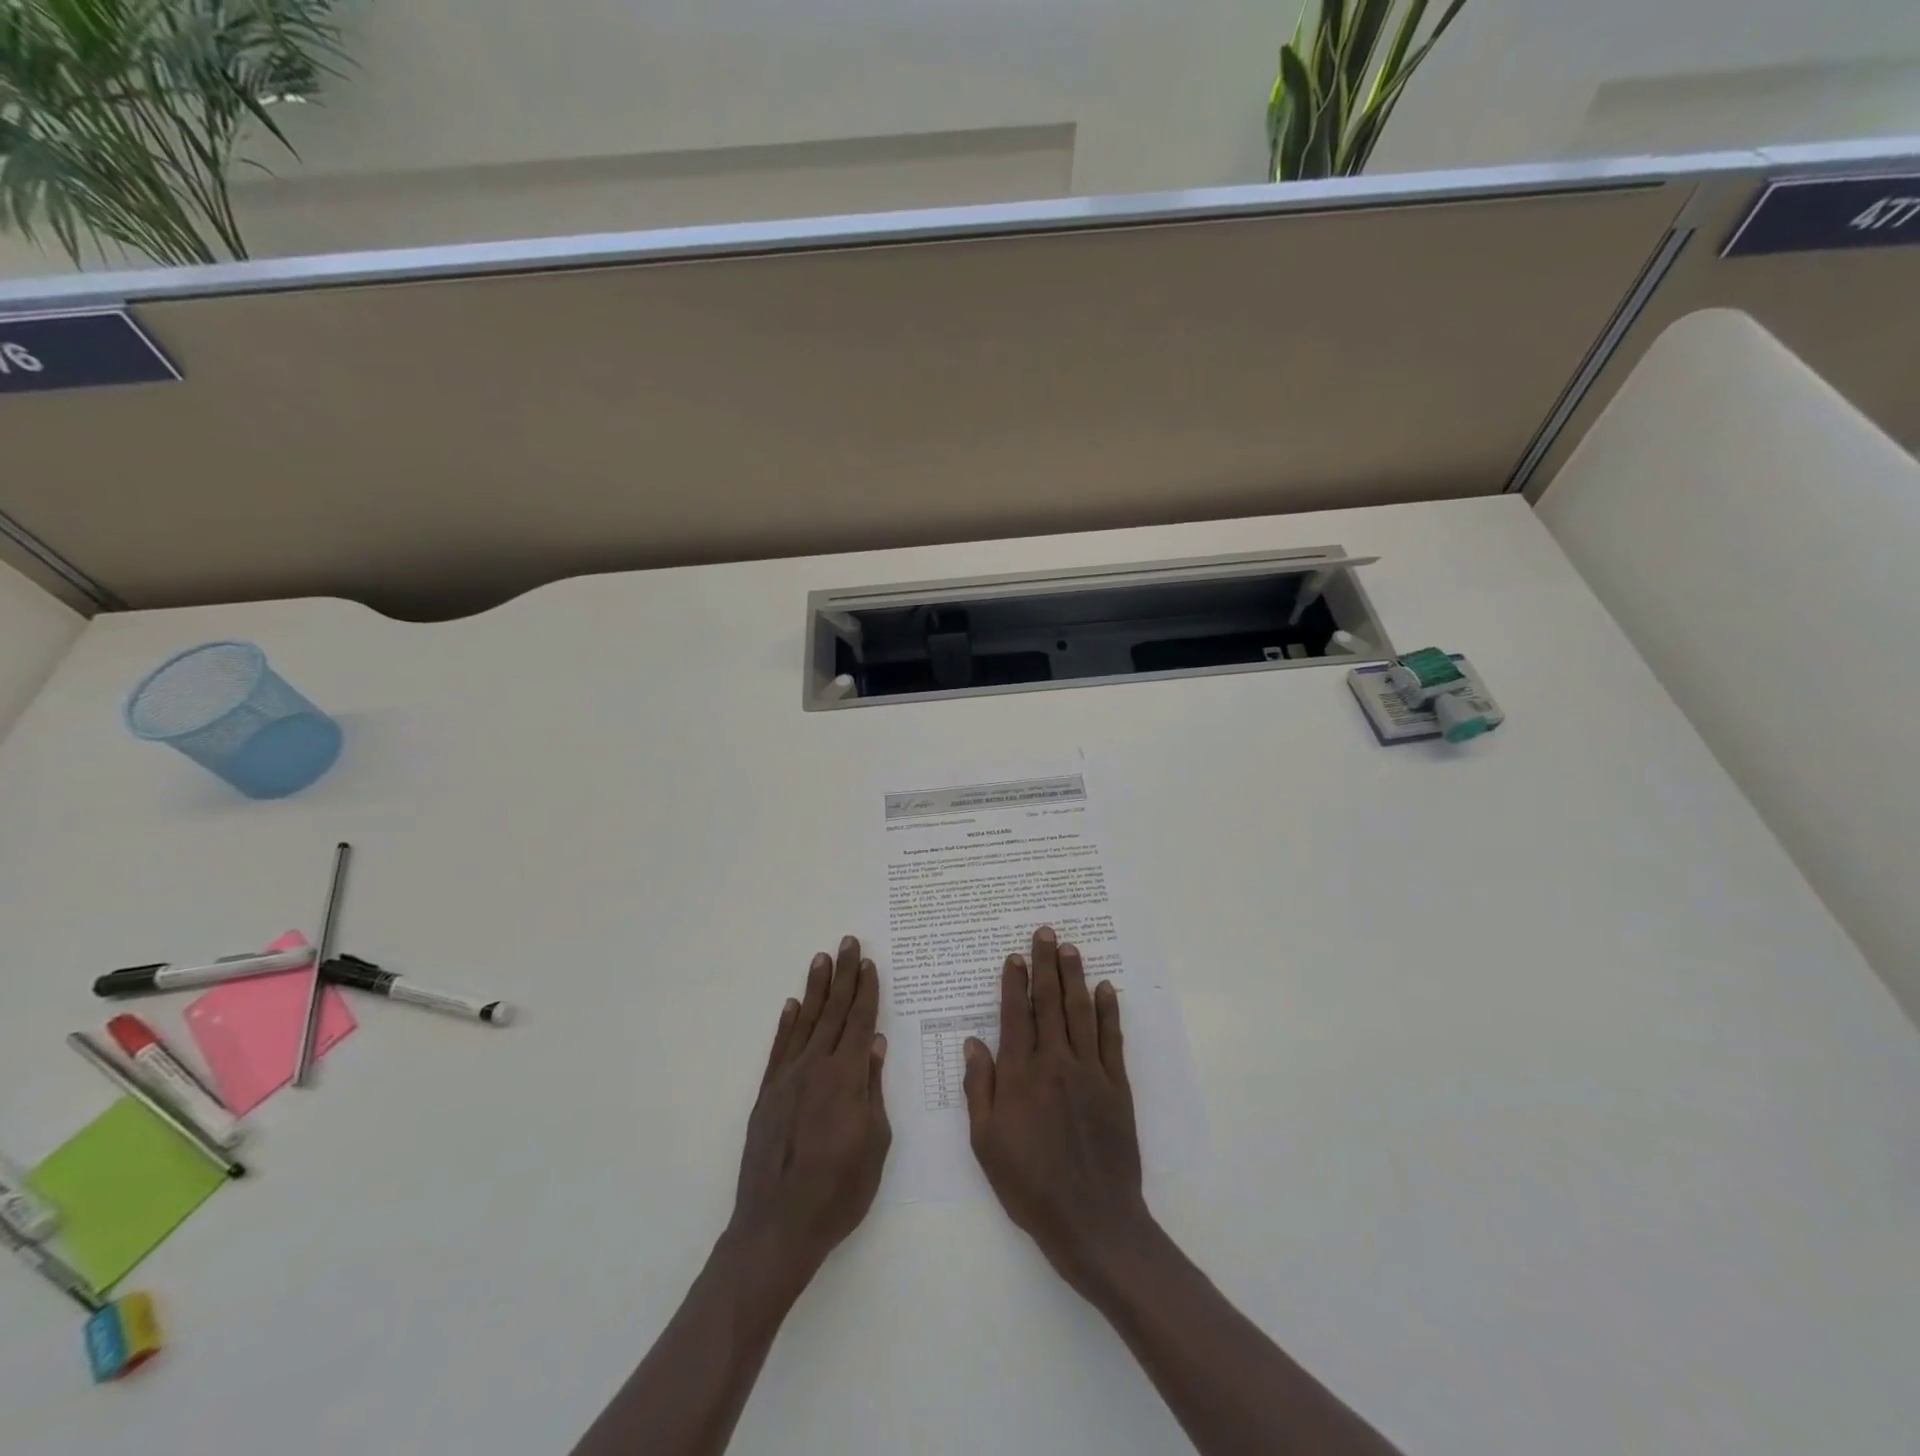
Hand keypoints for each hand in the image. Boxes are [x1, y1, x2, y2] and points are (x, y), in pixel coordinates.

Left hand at [729, 935, 890, 1293]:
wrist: (777, 1227)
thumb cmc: (839, 1191)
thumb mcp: (875, 1143)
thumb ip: (874, 1089)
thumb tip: (876, 1045)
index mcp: (846, 1077)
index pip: (859, 1022)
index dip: (866, 991)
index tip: (869, 963)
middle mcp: (815, 1067)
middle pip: (833, 1012)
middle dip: (843, 976)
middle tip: (847, 943)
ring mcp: (787, 1079)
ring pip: (805, 1022)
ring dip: (815, 989)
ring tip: (822, 959)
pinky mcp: (767, 1095)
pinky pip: (779, 1049)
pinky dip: (787, 1024)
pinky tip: (792, 1006)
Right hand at [964, 926, 1153, 1296]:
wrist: (1092, 1221)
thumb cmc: (1029, 1185)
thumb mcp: (986, 1143)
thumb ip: (979, 1088)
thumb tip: (973, 1042)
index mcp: (1021, 1075)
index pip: (1016, 1015)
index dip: (1014, 983)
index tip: (1014, 956)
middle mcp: (1055, 1062)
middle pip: (1050, 1003)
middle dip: (1046, 965)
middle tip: (1045, 932)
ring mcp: (1090, 1072)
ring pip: (1080, 1012)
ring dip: (1074, 976)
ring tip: (1070, 948)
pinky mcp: (1117, 1086)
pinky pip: (1112, 1039)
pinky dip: (1109, 1011)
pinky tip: (1105, 989)